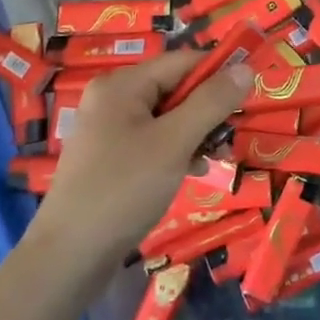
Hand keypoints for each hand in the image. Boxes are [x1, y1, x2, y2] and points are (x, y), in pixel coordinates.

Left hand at [30, 50, 252, 268]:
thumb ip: (211, 102)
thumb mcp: (175, 142)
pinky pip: (153, 140)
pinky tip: (192, 171)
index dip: (218, 72)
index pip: (183, 61)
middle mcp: (112, 98)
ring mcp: (108, 130)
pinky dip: (177, 150)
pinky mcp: (109, 158)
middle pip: (175, 88)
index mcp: (122, 84)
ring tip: (216, 158)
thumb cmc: (124, 189)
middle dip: (207, 109)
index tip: (250, 94)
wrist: (68, 258)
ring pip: (167, 117)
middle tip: (231, 135)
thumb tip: (245, 67)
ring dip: (195, 132)